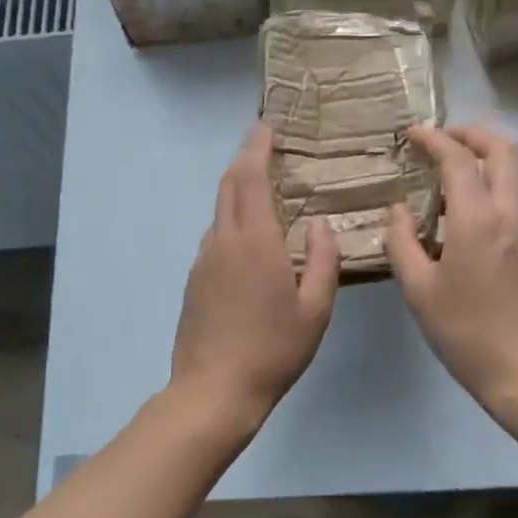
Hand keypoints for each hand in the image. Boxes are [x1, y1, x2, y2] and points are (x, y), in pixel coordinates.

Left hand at [169, 123, 339, 432]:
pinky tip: (250, 239)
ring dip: (238, 190)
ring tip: (264, 190)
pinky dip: (232, 220)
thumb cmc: (273, 349)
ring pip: (220, 211)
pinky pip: (216, 236)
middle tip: (267, 146)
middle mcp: (223, 240)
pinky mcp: (194, 280)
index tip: (268, 127)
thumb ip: (323, 260)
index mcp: (255, 241)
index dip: (257, 147)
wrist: (213, 390)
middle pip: (229, 185)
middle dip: (245, 159)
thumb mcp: (315, 309)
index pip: (250, 177)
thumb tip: (321, 225)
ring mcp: (203, 260)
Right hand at [386, 125, 517, 415]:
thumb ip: (402, 243)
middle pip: (503, 150)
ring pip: (511, 177)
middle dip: (472, 133)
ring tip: (445, 183)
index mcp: (477, 220)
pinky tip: (462, 226)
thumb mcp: (419, 291)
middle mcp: (509, 215)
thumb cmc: (466, 332)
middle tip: (441, 139)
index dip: (435, 138)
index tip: (413, 133)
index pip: (458, 159)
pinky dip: (487, 195)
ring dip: (481, 164)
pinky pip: (511, 206)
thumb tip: (398, 212)